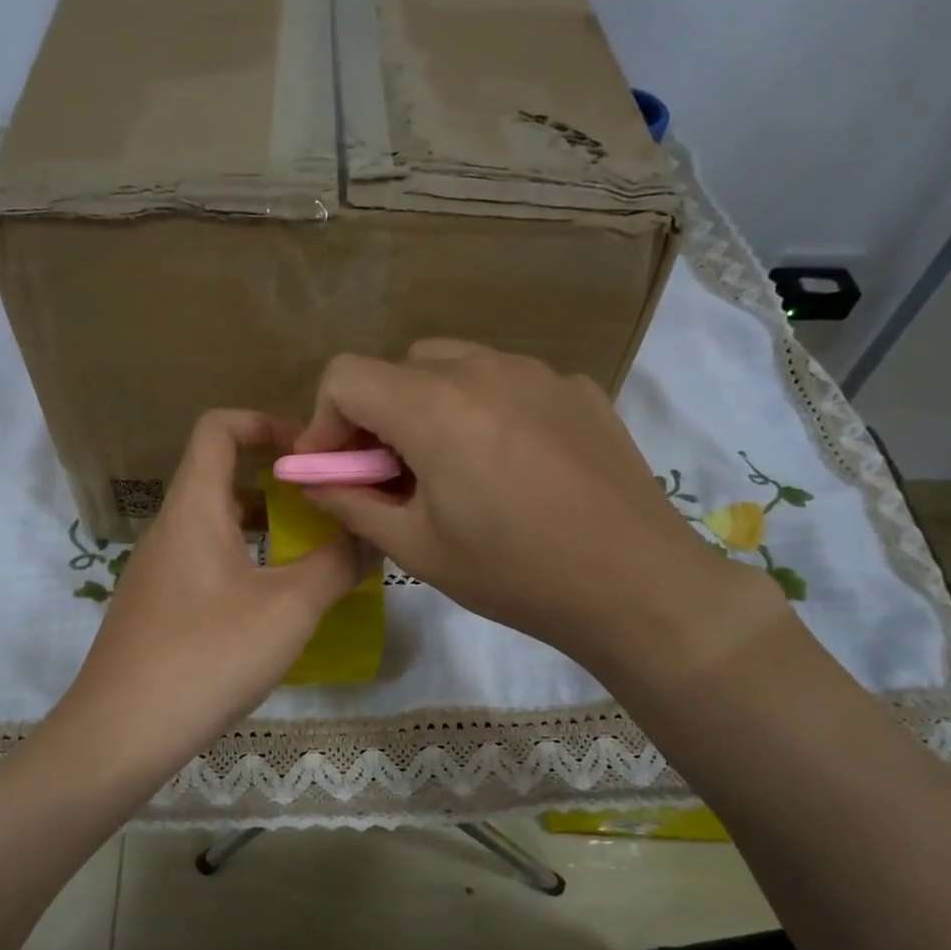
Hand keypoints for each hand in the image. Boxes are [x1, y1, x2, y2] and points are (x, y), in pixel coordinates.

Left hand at [56, 410, 367, 779]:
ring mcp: (157, 570)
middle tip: (326, 507)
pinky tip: (272, 604)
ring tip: (310, 553)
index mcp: (194, 508)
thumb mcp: (289, 609)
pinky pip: (204, 561)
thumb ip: (337, 564)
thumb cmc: (208, 656)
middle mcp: (169, 528)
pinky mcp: (156, 606)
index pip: (219, 427)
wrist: (122, 731)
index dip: (265, 422)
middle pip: (220, 476)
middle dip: (277, 483)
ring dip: (263, 527)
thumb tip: (371, 535)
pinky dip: (243, 562)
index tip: (311, 454)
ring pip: (214, 524)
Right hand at [294, 340, 783, 685]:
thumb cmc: (514, 573)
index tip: (334, 470)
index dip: (324, 422)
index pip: (345, 375)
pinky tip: (510, 466)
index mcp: (433, 407)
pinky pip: (506, 382)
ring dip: (429, 408)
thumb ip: (353, 505)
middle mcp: (482, 369)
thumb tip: (315, 483)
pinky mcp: (576, 388)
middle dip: (376, 416)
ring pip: (454, 366)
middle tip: (390, 476)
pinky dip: (484, 410)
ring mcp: (537, 371)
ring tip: (451, 470)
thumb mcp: (417, 549)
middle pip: (398, 367)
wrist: (635, 583)